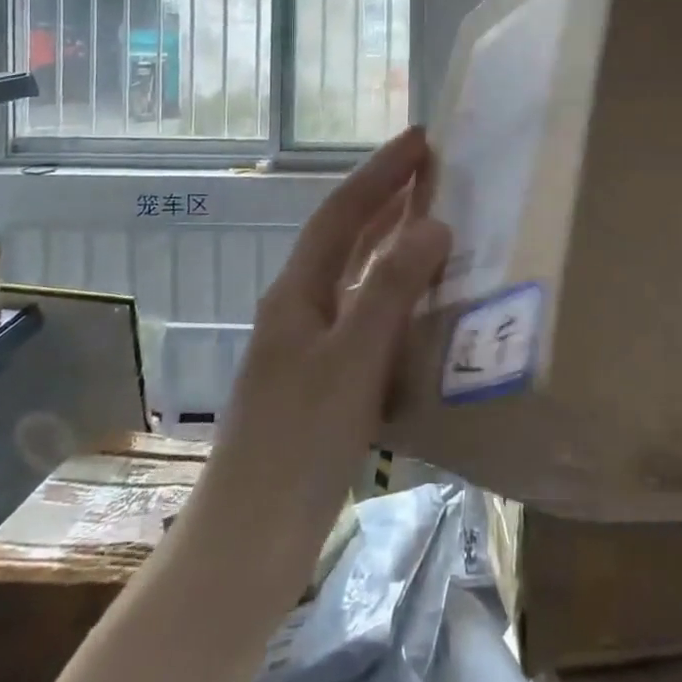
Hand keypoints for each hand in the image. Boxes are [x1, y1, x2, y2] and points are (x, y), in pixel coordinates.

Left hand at [190, 126, 449, 583]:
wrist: (249, 544)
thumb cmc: (298, 446)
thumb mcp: (351, 361)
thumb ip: (391, 289)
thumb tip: (433, 224)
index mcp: (297, 293)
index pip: (342, 211)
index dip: (380, 171)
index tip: (421, 138)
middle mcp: (299, 308)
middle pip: (346, 236)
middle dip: (386, 195)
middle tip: (433, 166)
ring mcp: (309, 347)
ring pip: (356, 276)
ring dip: (391, 242)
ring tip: (433, 217)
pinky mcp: (324, 383)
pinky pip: (366, 317)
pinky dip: (395, 295)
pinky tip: (422, 305)